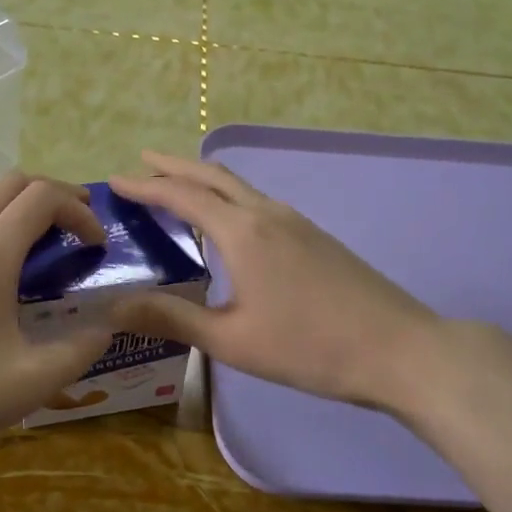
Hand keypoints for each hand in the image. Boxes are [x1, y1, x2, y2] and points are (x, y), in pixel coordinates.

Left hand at [0, 174, 114, 479]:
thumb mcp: (29, 383)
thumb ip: (79, 350)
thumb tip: (107, 326)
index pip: (43, 198)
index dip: (80, 210)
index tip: (97, 246)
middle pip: (10, 184)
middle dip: (52, 194)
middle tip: (77, 226)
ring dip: (15, 202)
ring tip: (37, 237)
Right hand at [108, 151, 461, 414]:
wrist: (399, 348)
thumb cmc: (310, 347)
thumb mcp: (232, 340)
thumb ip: (171, 318)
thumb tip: (112, 307)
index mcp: (242, 233)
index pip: (183, 196)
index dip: (146, 187)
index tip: (116, 180)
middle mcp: (267, 214)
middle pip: (213, 176)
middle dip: (175, 167)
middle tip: (142, 162)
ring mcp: (296, 222)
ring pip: (239, 187)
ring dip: (203, 180)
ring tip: (177, 187)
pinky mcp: (314, 236)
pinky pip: (258, 202)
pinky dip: (228, 198)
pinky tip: (227, 223)